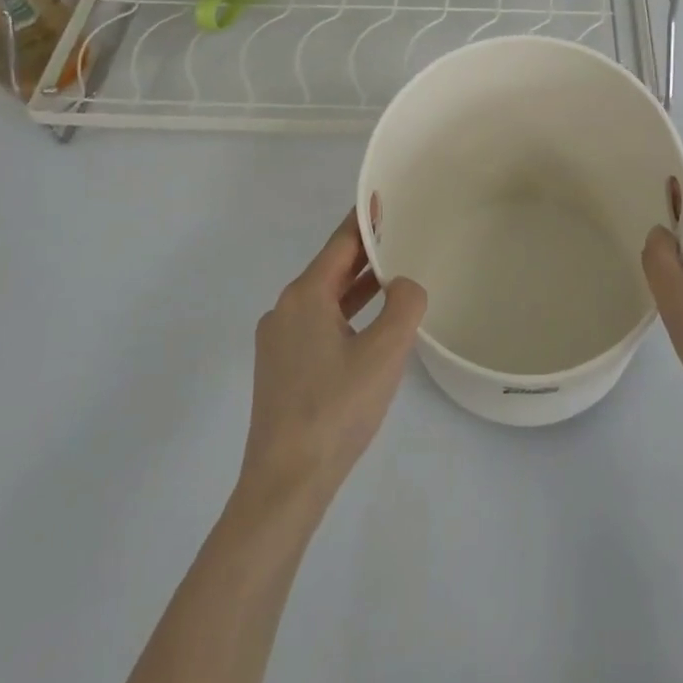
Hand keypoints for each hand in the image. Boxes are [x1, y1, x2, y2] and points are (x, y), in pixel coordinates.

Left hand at [237, 211, 426, 517]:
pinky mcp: (280, 369)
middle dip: (367, 252)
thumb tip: (403, 285)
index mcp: (305, 296)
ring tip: (393, 275)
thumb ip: (404, 305)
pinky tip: (368, 327)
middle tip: (402, 234)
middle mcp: (285, 309)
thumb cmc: (336, 410)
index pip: (341, 243)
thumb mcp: (385, 353)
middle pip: (332, 268)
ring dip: (357, 286)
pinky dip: (345, 314)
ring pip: (325, 299)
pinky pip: (318, 324)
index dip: (367, 219)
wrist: (284, 485)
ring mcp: (279, 341)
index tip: (386, 196)